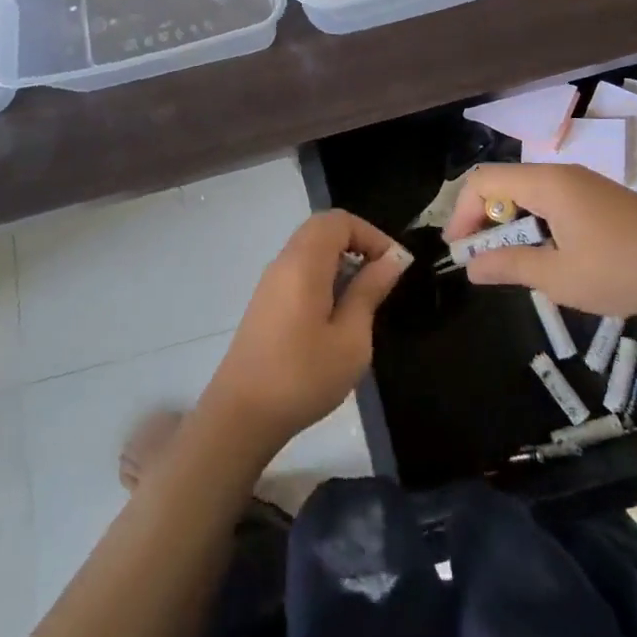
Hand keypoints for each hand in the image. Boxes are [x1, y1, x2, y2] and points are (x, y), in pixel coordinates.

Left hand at [200, 210, 411, 454]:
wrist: (241, 416)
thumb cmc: (303, 376)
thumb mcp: (351, 338)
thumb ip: (370, 292)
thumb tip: (392, 260)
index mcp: (304, 262)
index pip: (339, 221)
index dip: (371, 234)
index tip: (394, 266)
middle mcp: (283, 262)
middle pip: (322, 229)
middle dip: (357, 244)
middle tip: (381, 277)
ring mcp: (270, 282)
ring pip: (310, 249)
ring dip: (340, 261)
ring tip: (363, 299)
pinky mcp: (265, 303)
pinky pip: (299, 270)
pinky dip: (323, 276)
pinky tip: (336, 315)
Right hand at [444, 162, 636, 317]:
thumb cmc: (623, 269)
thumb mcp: (561, 277)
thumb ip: (511, 267)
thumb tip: (472, 267)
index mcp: (546, 184)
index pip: (484, 181)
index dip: (463, 213)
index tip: (459, 250)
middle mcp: (561, 175)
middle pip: (503, 183)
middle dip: (483, 218)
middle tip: (479, 258)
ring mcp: (583, 184)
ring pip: (527, 193)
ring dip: (509, 223)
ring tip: (510, 261)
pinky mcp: (599, 198)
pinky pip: (550, 200)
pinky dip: (534, 222)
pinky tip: (547, 254)